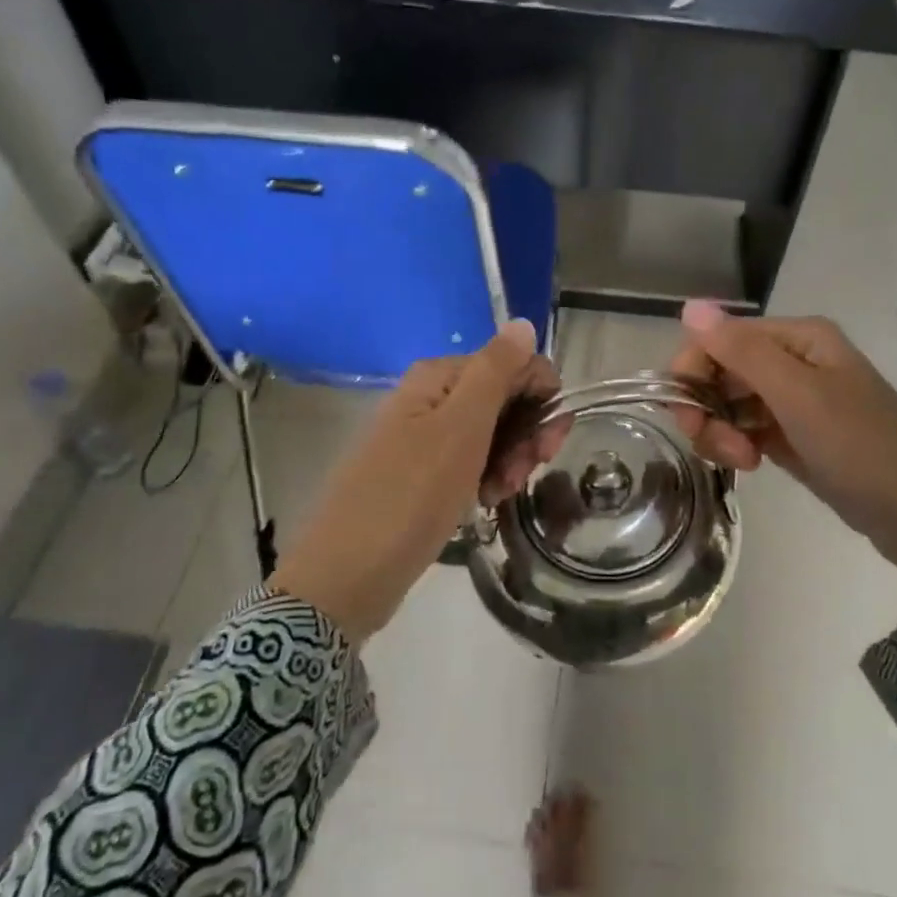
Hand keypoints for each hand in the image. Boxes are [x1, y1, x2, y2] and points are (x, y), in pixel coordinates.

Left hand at [274, 320, 562, 642]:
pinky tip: (483, 503)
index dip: (541, 398)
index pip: (514, 365)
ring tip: (498, 494)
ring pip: (492, 434)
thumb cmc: (410, 495)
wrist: (349, 574)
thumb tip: (522, 322)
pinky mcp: (423, 474)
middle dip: (526, 435)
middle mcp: (432, 399)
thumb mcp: (461, 427)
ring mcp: (425, 437)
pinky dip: (486, 479)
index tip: (547, 442)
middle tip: (522, 473)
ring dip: (509, 461)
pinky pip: (471, 463)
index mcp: (440, 377)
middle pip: (504, 399)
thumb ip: (496, 370)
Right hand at [669, 302, 896, 567]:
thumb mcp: (800, 396)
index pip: (720, 338)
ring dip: (722, 432)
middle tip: (722, 450)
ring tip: (743, 463)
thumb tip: (690, 305)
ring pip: (729, 404)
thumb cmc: (862, 447)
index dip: (693, 372)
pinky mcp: (793, 435)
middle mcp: (793, 360)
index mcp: (798, 338)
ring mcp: (794, 400)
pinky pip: (745, 429)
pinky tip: (750, 466)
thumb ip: (742, 351)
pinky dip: (738, 446)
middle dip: (708, 409)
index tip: (687, 416)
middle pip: (720, 371)